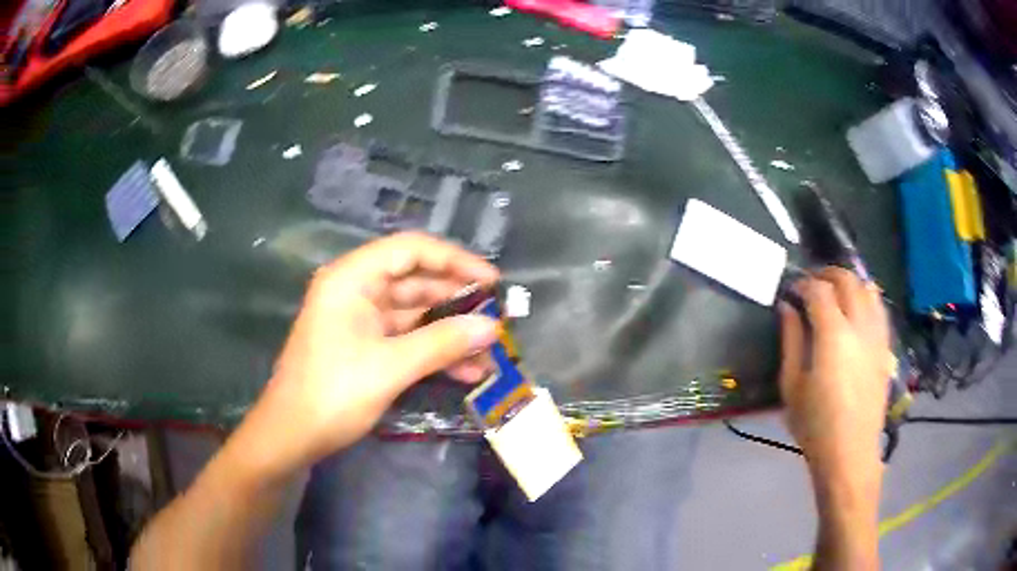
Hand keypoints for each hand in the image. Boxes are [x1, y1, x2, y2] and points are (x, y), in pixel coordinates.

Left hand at [236, 233, 501, 476]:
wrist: (291, 436)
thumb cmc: (332, 394)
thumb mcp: (390, 367)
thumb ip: (442, 343)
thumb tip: (492, 328)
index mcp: (352, 279)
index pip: (410, 250)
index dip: (454, 261)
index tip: (491, 281)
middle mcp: (356, 291)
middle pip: (415, 281)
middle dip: (457, 301)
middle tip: (497, 318)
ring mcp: (360, 320)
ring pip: (415, 315)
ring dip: (450, 332)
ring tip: (489, 351)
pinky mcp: (365, 346)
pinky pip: (407, 340)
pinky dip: (434, 352)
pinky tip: (466, 371)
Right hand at [778, 267, 891, 481]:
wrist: (850, 453)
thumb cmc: (815, 425)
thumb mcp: (792, 386)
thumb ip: (791, 340)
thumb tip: (787, 307)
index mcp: (833, 335)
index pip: (819, 290)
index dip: (803, 283)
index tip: (792, 290)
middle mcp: (859, 326)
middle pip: (847, 280)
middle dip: (827, 274)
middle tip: (812, 284)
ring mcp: (877, 335)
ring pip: (868, 289)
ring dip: (850, 283)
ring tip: (836, 293)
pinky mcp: (886, 348)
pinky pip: (880, 309)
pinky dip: (868, 299)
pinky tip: (858, 310)